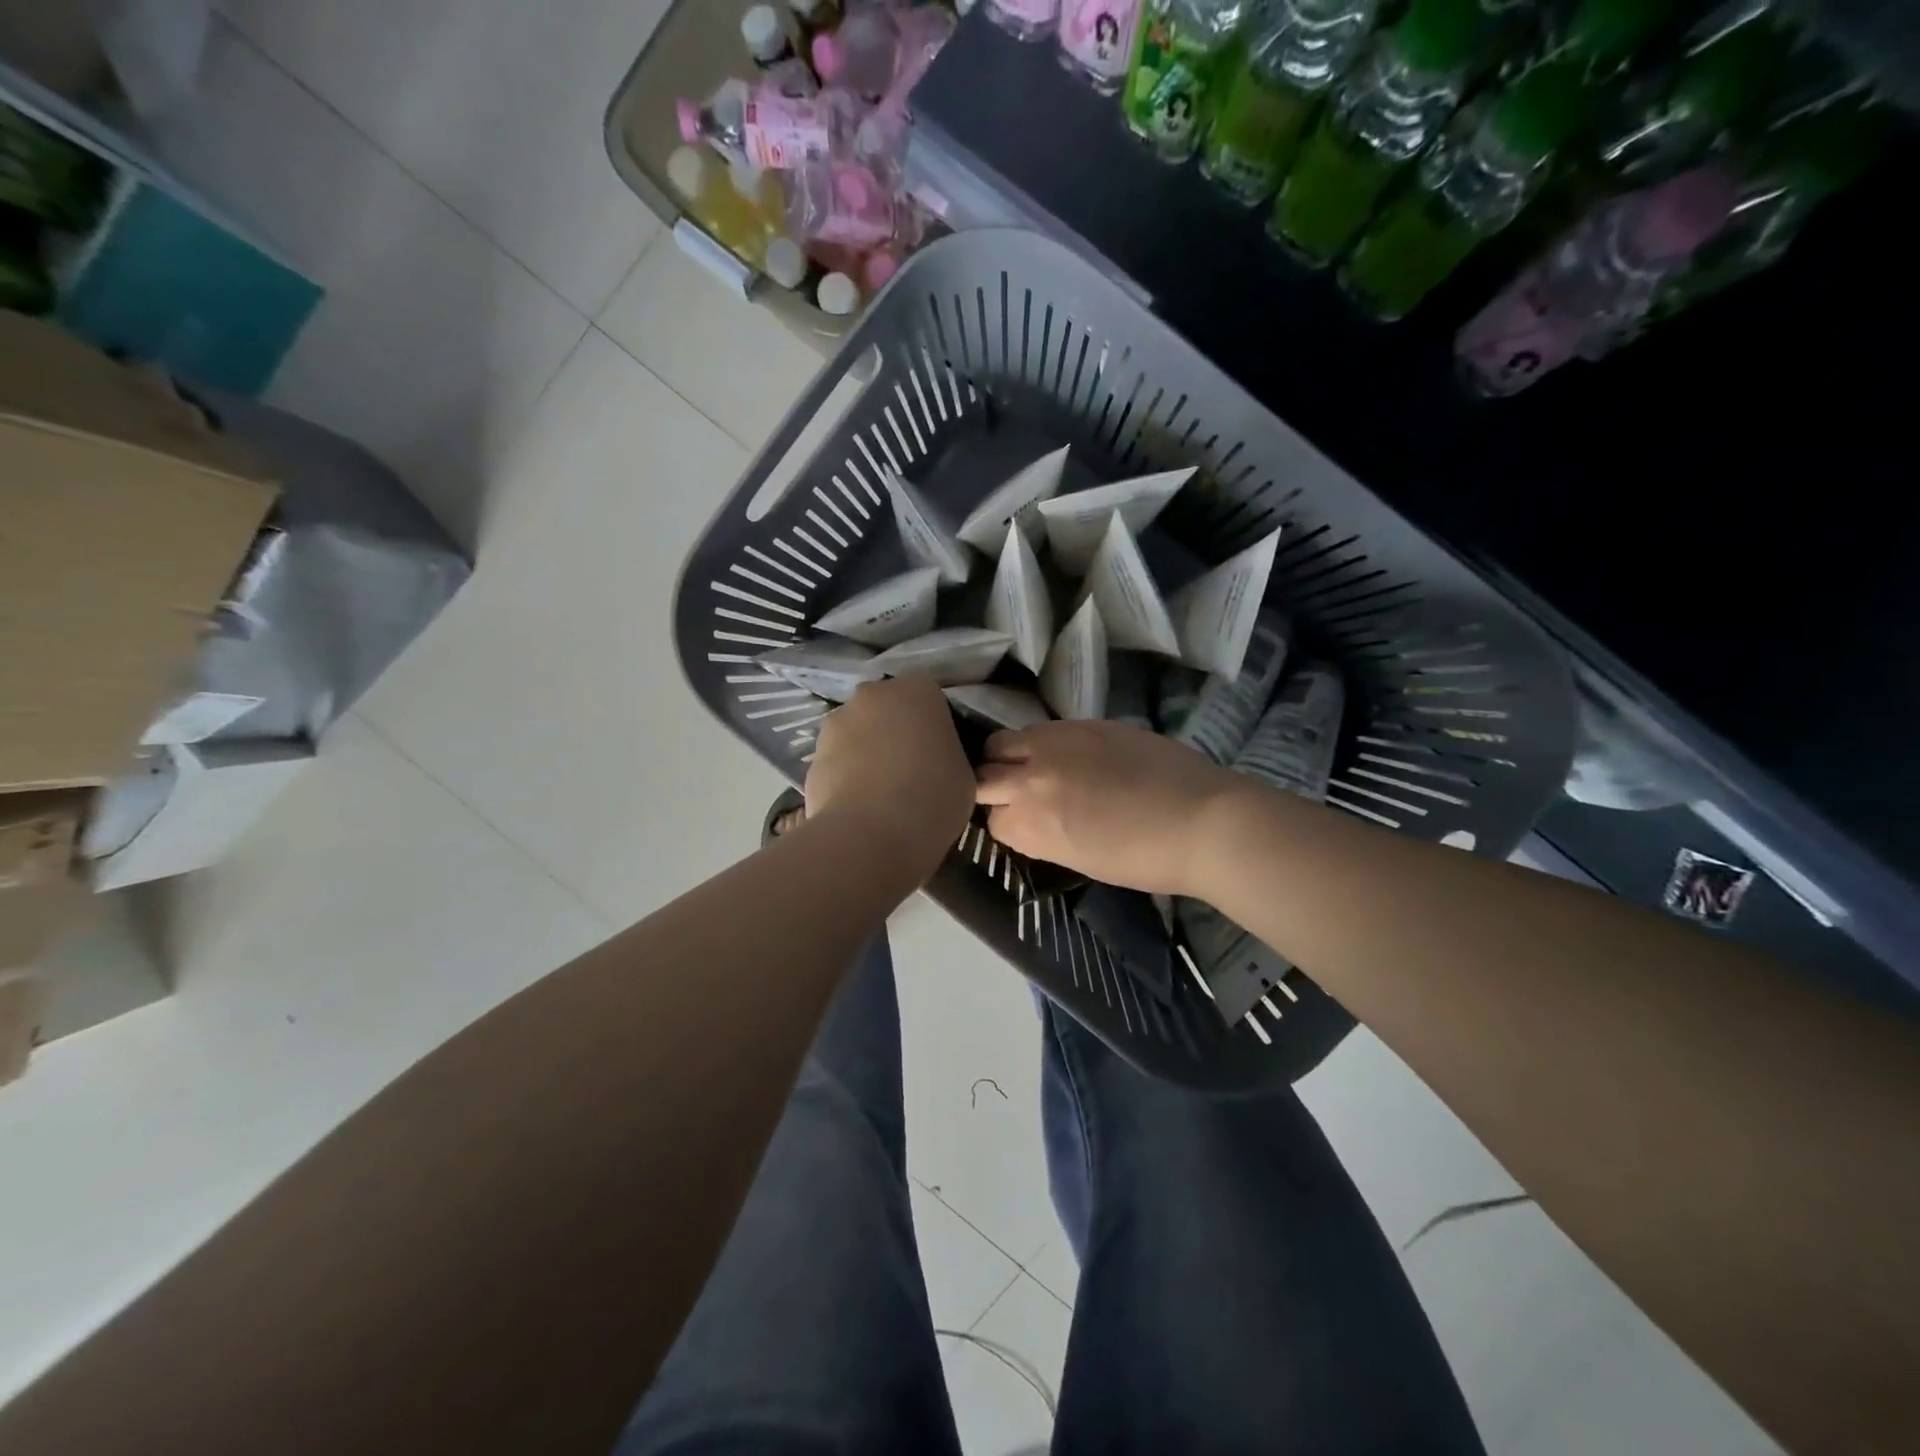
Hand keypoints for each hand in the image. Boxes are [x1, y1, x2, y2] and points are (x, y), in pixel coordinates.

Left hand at [804, 678, 974, 876]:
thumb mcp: (964, 776)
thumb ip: (949, 755)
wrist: (871, 834)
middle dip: (896, 734)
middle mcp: (874, 694)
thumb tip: (936, 761)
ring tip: (881, 795)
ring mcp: (836, 722)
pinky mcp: (811, 755)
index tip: (941, 758)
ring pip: (858, 734)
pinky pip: (837, 762)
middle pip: (888, 711)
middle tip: (912, 773)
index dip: (936, 730)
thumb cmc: (932, 798)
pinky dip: (846, 778)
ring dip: (867, 754)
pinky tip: (859, 808)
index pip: (932, 701)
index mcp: (919, 691)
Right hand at [974, 720, 1241, 896]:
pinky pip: (1042, 729)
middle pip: (983, 774)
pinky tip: (1066, 756)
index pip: (992, 819)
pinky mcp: (1082, 723)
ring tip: (1035, 768)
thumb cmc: (1144, 859)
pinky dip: (1042, 743)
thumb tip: (1028, 819)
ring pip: (1003, 742)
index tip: (1023, 826)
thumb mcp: (1079, 859)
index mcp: (1030, 823)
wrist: (1202, 821)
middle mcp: (1031, 778)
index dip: (1006, 823)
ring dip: (1009, 757)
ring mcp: (1055, 744)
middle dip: (992, 786)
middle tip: (1017, 794)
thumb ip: (1041, 834)